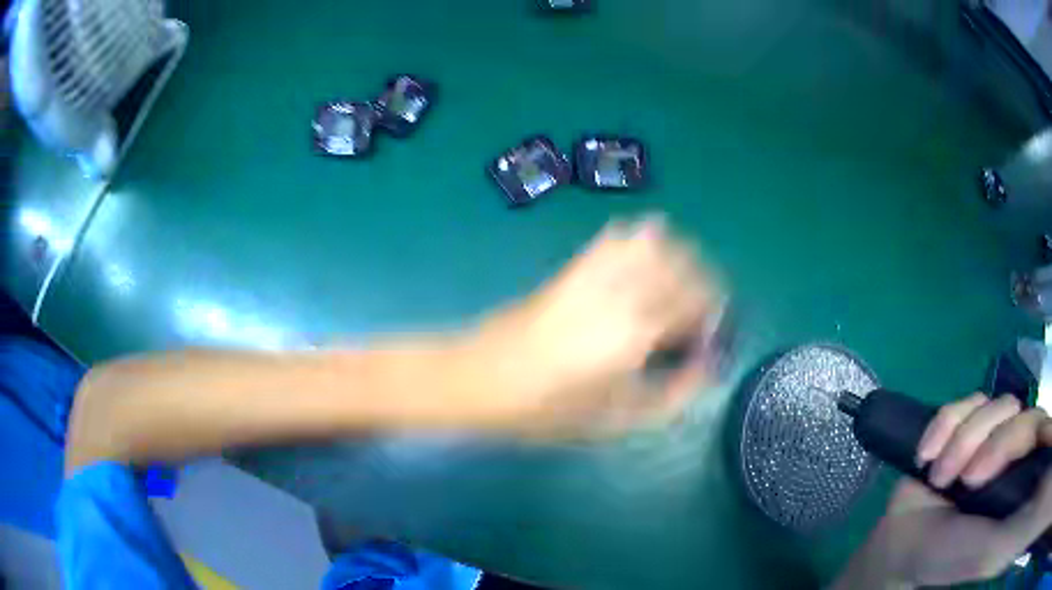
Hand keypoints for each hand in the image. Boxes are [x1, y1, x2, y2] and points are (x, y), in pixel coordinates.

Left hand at [469, 215, 722, 436]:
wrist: (478, 378)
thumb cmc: (543, 411)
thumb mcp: (613, 422)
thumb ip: (670, 396)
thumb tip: (705, 368)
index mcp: (635, 332)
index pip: (699, 301)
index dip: (715, 315)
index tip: (711, 337)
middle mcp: (621, 290)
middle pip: (686, 264)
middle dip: (704, 286)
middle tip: (697, 318)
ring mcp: (595, 271)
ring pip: (657, 241)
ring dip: (678, 261)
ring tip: (674, 292)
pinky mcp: (574, 266)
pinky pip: (618, 238)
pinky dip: (642, 243)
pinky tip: (641, 267)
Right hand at [838, 394, 1051, 588]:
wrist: (901, 548)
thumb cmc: (949, 556)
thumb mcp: (987, 550)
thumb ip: (1011, 529)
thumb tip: (1035, 475)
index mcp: (1023, 475)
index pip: (1041, 432)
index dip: (1028, 437)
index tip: (995, 465)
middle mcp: (1015, 451)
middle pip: (1020, 413)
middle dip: (992, 442)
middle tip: (967, 480)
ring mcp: (991, 436)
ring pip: (992, 404)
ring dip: (962, 440)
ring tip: (939, 477)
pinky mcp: (964, 426)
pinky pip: (962, 403)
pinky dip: (943, 426)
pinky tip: (926, 455)